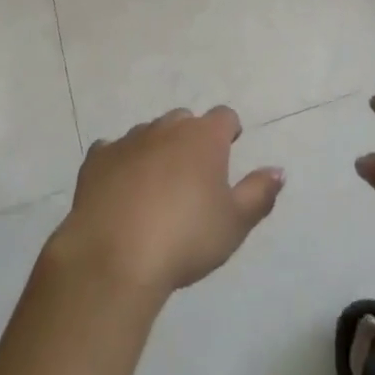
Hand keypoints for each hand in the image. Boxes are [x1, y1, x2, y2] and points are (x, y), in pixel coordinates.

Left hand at [49, 107, 284, 298]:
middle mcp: (166, 129)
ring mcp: (128, 141)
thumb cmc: (185, 239)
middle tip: (194, 173)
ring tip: (157, 184)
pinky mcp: (96, 159)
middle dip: (191, 138)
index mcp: (203, 138)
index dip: (229, 130)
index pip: (224, 116)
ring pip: (148, 133)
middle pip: (184, 120)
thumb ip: (259, 193)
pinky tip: (120, 187)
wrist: (115, 257)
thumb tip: (277, 170)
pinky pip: (112, 150)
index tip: (230, 147)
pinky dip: (120, 162)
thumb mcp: (234, 224)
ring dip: (156, 149)